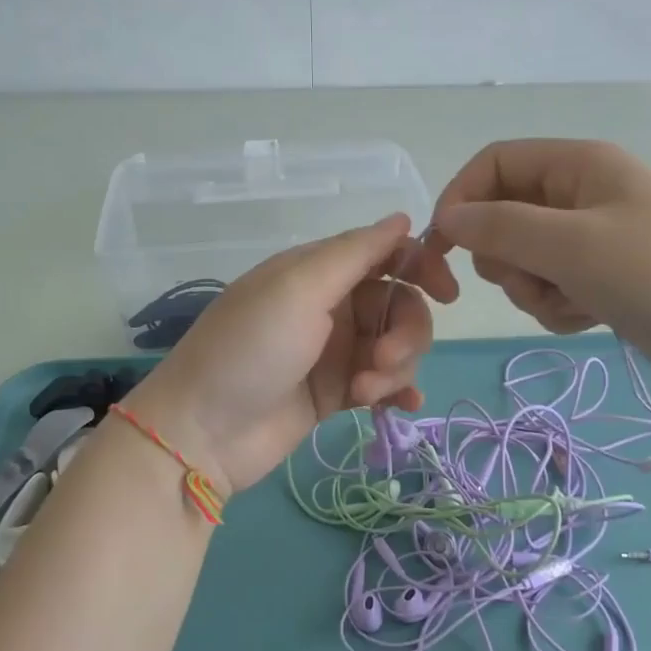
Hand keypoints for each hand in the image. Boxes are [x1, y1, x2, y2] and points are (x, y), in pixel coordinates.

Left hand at [124, 214, 457, 491]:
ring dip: (394, 368)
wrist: (203, 432)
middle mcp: (329, 306)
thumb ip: (355, 252)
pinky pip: (382, 383)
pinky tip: (400, 407)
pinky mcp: (334, 393)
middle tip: (382, 363)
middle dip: (404, 333)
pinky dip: (396, 392)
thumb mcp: (299, 288)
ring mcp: (333, 352)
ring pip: (394, 346)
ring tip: (363, 393)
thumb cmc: (250, 349)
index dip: (420, 267)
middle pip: (397, 304)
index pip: (384, 254)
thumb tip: (403, 218)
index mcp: (317, 271)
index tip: (447, 293)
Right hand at [431, 139, 650, 381]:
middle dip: (506, 257)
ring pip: (525, 258)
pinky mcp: (604, 277)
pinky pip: (552, 285)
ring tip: (572, 303)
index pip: (494, 164)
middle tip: (530, 280)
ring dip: (534, 288)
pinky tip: (591, 317)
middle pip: (505, 215)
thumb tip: (447, 220)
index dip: (461, 199)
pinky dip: (559, 305)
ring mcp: (595, 237)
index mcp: (579, 164)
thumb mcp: (572, 245)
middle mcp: (583, 193)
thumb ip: (501, 227)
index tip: (443, 248)